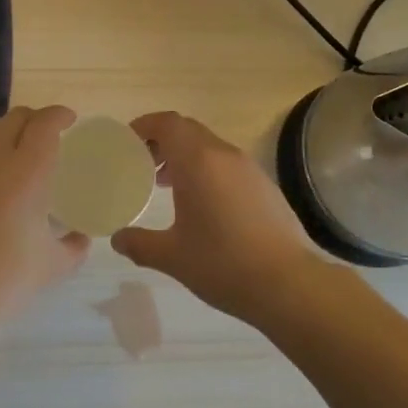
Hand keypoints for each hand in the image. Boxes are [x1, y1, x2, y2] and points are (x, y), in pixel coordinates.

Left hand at [0, 106, 90, 338]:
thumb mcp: (48, 269)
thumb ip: (72, 248)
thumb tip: (80, 239)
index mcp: (25, 171)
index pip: (44, 124)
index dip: (59, 115)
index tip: (70, 121)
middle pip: (15, 118)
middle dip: (35, 120)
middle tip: (50, 139)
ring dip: (10, 138)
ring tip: (23, 165)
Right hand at [112, 112, 322, 324]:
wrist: (289, 284)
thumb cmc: (223, 264)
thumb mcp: (172, 257)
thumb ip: (139, 243)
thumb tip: (118, 239)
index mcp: (198, 161)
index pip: (168, 123)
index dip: (145, 125)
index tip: (128, 142)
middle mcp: (224, 155)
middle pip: (187, 130)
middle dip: (162, 141)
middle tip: (142, 164)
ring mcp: (249, 168)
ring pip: (209, 146)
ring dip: (184, 156)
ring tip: (166, 185)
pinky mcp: (265, 185)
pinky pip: (227, 164)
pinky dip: (207, 170)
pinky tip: (202, 204)